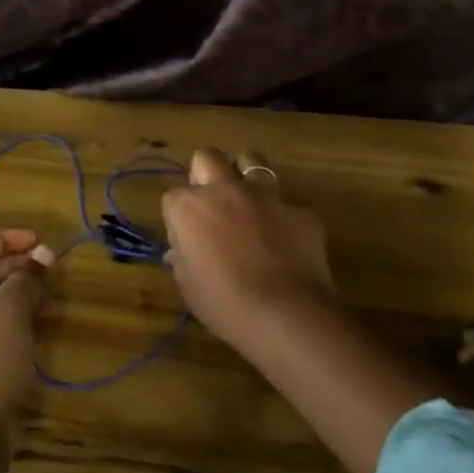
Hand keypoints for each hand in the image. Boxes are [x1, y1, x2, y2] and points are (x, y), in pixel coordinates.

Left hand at [0, 227, 54, 429]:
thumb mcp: (10, 307)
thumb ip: (28, 276)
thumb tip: (42, 259)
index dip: (4, 238)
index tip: (38, 242)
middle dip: (14, 267)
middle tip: (49, 269)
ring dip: (15, 295)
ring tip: (49, 298)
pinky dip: (8, 321)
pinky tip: (36, 327)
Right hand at [161, 148, 335, 345]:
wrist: (286, 315)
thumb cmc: (224, 304)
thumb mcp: (188, 286)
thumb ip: (183, 259)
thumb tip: (182, 250)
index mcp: (190, 207)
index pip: (173, 197)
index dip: (179, 218)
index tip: (187, 241)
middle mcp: (225, 190)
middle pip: (207, 157)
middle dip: (206, 173)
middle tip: (212, 205)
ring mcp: (266, 195)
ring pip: (251, 160)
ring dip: (245, 176)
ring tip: (248, 204)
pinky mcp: (300, 209)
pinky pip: (286, 203)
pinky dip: (281, 216)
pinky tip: (284, 241)